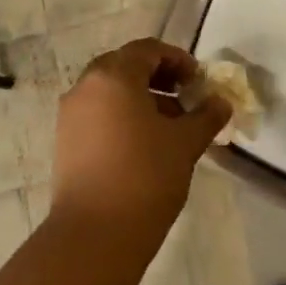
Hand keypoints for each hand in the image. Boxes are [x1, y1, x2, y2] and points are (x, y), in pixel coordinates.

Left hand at [51, 39, 229, 246]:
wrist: (95, 234)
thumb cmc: (145, 176)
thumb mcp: (185, 143)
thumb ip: (206, 115)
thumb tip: (221, 102)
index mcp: (113, 76)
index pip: (148, 50)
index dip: (177, 60)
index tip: (198, 81)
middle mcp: (85, 86)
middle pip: (125, 67)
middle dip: (158, 78)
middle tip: (185, 99)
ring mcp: (70, 114)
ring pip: (110, 92)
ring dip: (141, 99)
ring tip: (170, 127)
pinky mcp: (65, 141)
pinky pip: (97, 114)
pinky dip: (121, 117)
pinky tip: (144, 145)